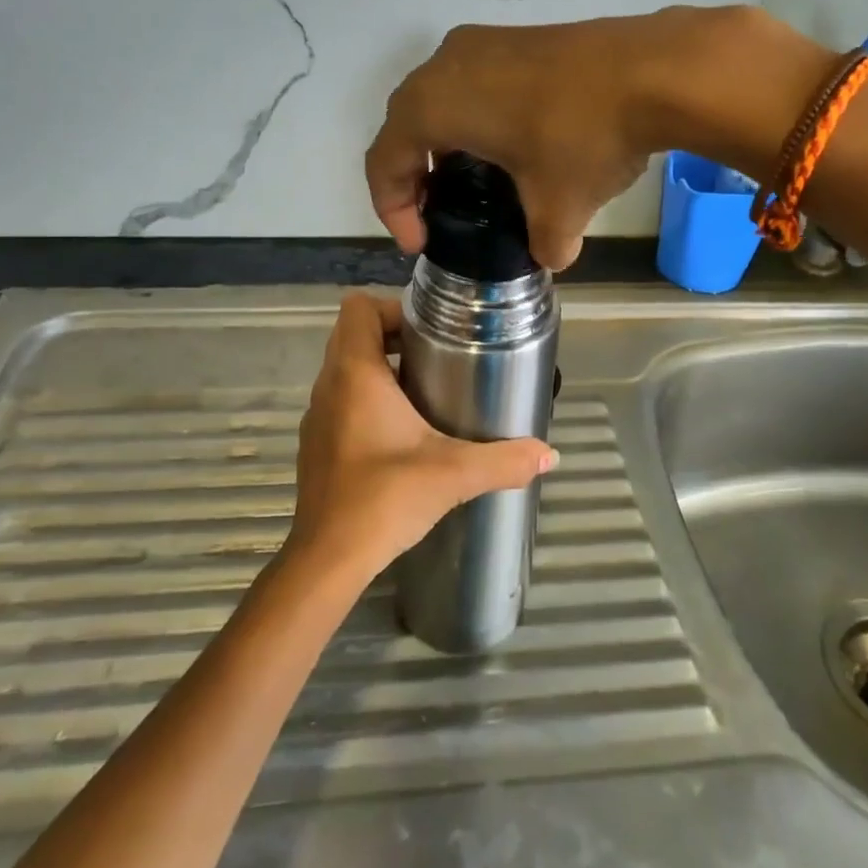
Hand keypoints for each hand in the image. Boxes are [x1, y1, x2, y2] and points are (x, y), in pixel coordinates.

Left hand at [285, 294, 557, 584]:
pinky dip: (368, 400)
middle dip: (395, 336)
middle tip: (439, 356)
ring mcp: (318, 415)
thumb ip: (504, 460)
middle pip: (354, 334)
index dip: (393, 308)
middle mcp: (330, 385)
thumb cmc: (385, 498)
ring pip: (346, 368)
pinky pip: (342, 400)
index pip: (358, 308)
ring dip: (382, 368)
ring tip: (426, 390)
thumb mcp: (454, 473)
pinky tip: (402, 434)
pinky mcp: (317, 444)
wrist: (329, 559)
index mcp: (355, 373)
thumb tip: (549, 455)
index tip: (430, 331)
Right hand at [365, 6, 828, 269]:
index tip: (421, 243)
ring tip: (473, 182)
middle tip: (439, 214)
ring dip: (444, 143)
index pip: (385, 161)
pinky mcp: (517, 37)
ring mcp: (482, 42)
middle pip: (405, 126)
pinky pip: (473, 81)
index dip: (393, 210)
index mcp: (432, 105)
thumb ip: (543, 243)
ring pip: (439, 98)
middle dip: (414, 176)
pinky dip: (474, 117)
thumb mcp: (558, 208)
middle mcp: (443, 64)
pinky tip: (510, 144)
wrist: (656, 68)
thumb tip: (551, 256)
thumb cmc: (584, 138)